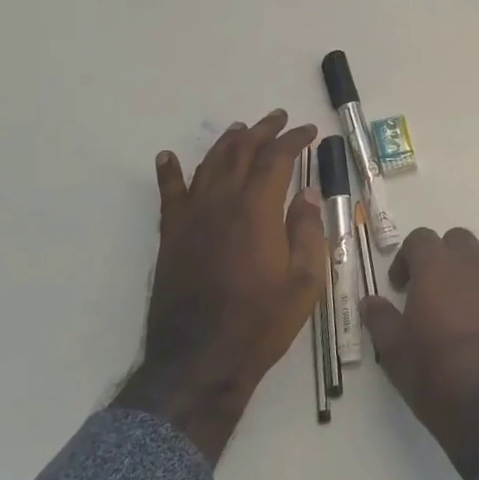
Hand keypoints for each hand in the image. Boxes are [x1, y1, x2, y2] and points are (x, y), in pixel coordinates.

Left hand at [115, 110, 324, 462]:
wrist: (200, 361)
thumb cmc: (260, 324)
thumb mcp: (304, 283)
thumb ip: (307, 232)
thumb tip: (306, 194)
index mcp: (257, 212)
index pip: (277, 160)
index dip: (294, 141)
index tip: (310, 131)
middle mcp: (221, 204)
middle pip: (241, 153)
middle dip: (262, 130)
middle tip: (278, 118)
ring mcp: (191, 218)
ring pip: (208, 165)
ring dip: (227, 143)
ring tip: (241, 129)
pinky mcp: (171, 237)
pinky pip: (169, 195)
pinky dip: (169, 172)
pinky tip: (168, 157)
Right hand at [361, 227, 478, 479]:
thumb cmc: (440, 381)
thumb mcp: (395, 355)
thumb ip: (380, 319)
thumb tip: (371, 301)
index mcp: (438, 270)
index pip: (420, 239)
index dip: (407, 258)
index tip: (402, 286)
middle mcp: (477, 265)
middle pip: (459, 242)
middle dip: (445, 260)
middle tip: (437, 295)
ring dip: (476, 282)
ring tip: (471, 321)